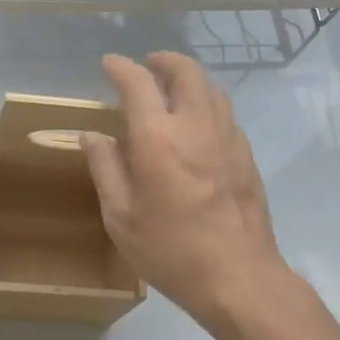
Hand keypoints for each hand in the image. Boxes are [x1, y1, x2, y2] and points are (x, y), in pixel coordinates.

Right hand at [81, 52, 289, 330]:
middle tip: (146, 66)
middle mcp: (197, 126)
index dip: (121, 68)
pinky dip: (207, 105)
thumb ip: (105, 169)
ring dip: (189, 80)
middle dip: (164, 61)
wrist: (238, 277)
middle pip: (186, 72)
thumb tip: (92, 136)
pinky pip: (226, 115)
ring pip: (212, 89)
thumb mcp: (120, 216)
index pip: (138, 83)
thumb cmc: (170, 250)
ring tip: (171, 92)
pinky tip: (196, 128)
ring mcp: (228, 139)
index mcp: (158, 138)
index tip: (108, 64)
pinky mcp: (247, 157)